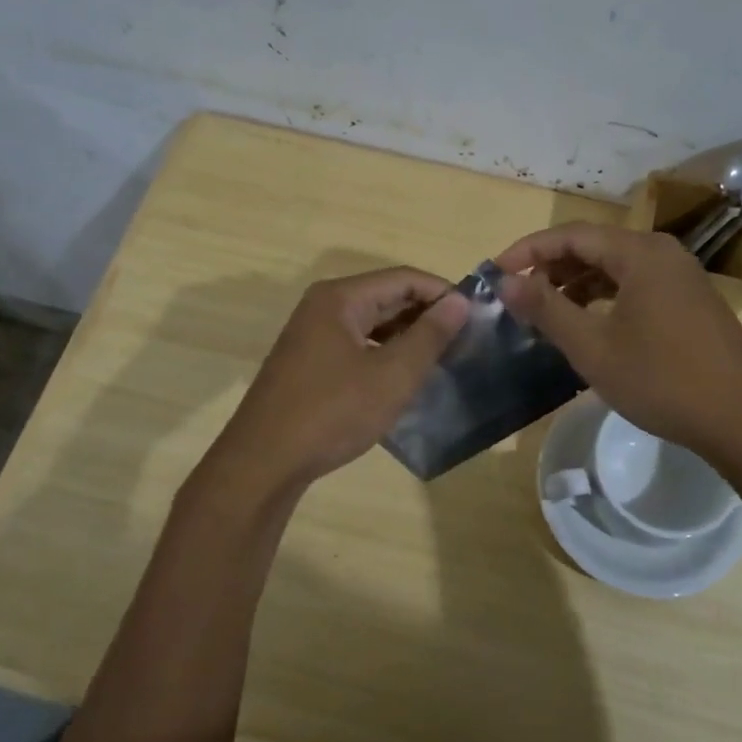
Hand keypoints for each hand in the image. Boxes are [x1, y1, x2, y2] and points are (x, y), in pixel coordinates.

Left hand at [213, 267, 469, 493]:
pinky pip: (357, 343)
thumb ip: (429, 336)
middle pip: (386, 296)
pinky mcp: (310, 361)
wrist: (264, 463)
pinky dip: (385, 353)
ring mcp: (313, 334)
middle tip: (466, 339)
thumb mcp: (392, 375)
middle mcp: (324, 306)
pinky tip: (405, 375)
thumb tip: (460, 302)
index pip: (404, 278)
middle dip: (426, 315)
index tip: (477, 316)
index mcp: (341, 298)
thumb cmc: (332, 413)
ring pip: (372, 322)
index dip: (443, 293)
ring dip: (407, 335)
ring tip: (443, 357)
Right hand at [495, 223, 741, 458]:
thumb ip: (546, 309)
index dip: (528, 250)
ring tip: (546, 311)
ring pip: (616, 267)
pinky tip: (588, 323)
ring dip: (577, 283)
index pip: (571, 235)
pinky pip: (636, 285)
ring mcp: (681, 276)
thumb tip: (506, 281)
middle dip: (551, 266)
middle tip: (517, 294)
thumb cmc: (662, 380)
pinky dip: (605, 297)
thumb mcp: (593, 347)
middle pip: (594, 246)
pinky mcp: (691, 301)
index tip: (496, 273)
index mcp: (639, 253)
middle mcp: (662, 253)